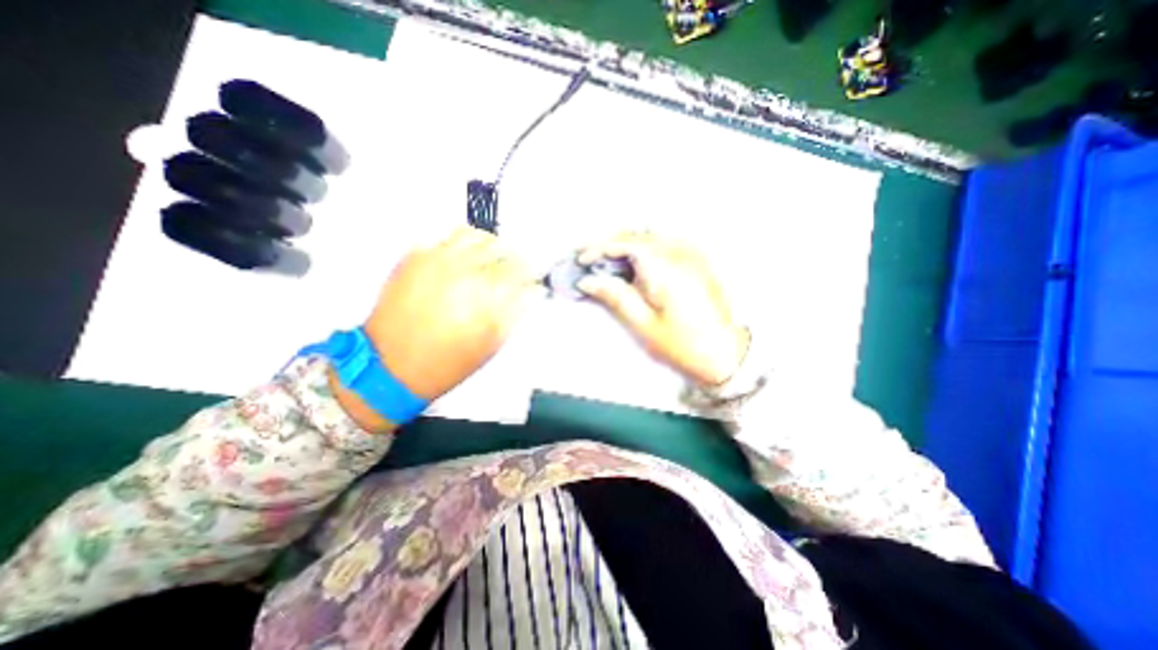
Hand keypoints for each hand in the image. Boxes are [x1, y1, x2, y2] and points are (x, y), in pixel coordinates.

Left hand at [331, 227, 538, 430]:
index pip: (519, 269)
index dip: (530, 273)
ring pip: (472, 234)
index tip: (533, 278)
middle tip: (515, 269)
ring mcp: (434, 260)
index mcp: (483, 292)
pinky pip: (443, 239)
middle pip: (499, 247)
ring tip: (490, 258)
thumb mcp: (491, 343)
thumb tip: (530, 292)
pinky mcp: (413, 259)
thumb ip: (514, 311)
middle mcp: (461, 269)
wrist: (389, 366)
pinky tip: (463, 261)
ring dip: (488, 245)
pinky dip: (460, 246)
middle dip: (512, 258)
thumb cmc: (443, 363)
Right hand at [578, 233, 751, 385]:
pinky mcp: (695, 262)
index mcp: (665, 267)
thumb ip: (615, 296)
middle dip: (609, 245)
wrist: (725, 353)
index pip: (625, 243)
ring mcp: (691, 254)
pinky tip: (634, 264)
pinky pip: (663, 245)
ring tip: (607, 261)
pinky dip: (642, 250)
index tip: (581, 259)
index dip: (599, 248)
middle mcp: (680, 252)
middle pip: (637, 236)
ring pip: (650, 237)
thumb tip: (588, 280)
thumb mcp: (643, 323)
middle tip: (590, 260)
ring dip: (625, 245)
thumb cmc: (683, 344)